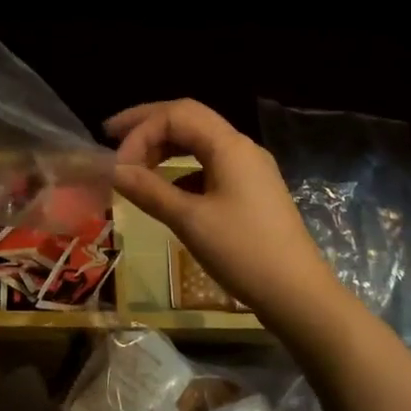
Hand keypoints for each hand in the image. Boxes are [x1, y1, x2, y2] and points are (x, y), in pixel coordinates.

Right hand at [107, 99, 343, 328]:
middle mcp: (241, 147)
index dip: (140, 131)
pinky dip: (181, 168)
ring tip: (133, 162)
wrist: (299, 295)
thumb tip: (113, 171)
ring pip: (199, 141)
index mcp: (230, 146)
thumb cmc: (244, 253)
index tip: (117, 164)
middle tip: (111, 134)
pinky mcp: (251, 190)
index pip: (176, 115)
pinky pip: (209, 164)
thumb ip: (149, 190)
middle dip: (148, 124)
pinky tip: (166, 188)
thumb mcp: (190, 221)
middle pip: (188, 118)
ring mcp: (249, 169)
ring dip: (164, 145)